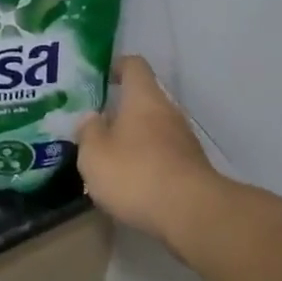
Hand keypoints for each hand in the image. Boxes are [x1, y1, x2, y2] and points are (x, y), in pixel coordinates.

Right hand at [76, 57, 223, 245]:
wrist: (192, 215)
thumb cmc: (136, 174)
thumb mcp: (94, 155)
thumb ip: (88, 132)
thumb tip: (91, 118)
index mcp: (144, 98)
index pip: (134, 65)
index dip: (117, 66)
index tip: (100, 77)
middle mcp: (168, 112)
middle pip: (144, 100)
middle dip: (120, 111)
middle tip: (95, 126)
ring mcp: (185, 140)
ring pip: (154, 129)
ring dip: (134, 140)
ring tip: (109, 159)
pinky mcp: (193, 168)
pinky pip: (164, 155)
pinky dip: (148, 163)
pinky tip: (131, 183)